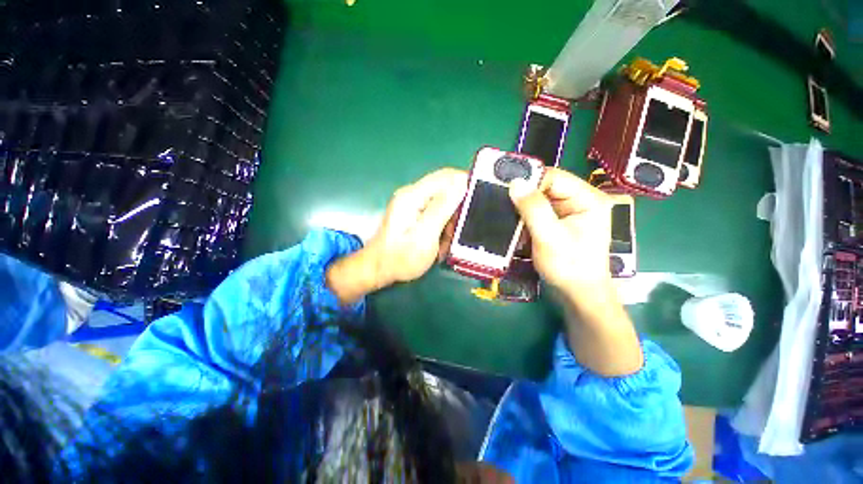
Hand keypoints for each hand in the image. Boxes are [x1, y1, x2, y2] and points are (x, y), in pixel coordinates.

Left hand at [327, 169, 467, 303]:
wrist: (379, 269)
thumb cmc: (401, 257)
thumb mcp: (425, 235)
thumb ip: (442, 208)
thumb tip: (461, 183)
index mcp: (413, 196)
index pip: (446, 176)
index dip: (466, 182)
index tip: (480, 199)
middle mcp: (412, 195)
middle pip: (445, 188)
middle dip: (458, 207)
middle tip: (460, 229)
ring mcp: (412, 204)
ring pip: (443, 202)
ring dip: (450, 220)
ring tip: (448, 239)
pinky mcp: (414, 213)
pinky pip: (436, 212)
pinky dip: (443, 225)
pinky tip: (441, 240)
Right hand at [510, 168, 641, 375]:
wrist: (577, 294)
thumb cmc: (568, 267)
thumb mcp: (549, 237)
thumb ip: (533, 209)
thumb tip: (515, 182)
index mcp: (587, 198)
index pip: (554, 177)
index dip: (529, 181)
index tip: (504, 190)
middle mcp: (579, 200)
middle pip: (546, 187)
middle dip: (523, 195)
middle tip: (499, 201)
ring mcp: (568, 211)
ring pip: (538, 199)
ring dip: (521, 206)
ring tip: (503, 212)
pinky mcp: (558, 221)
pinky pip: (537, 211)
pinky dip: (523, 216)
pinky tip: (512, 222)